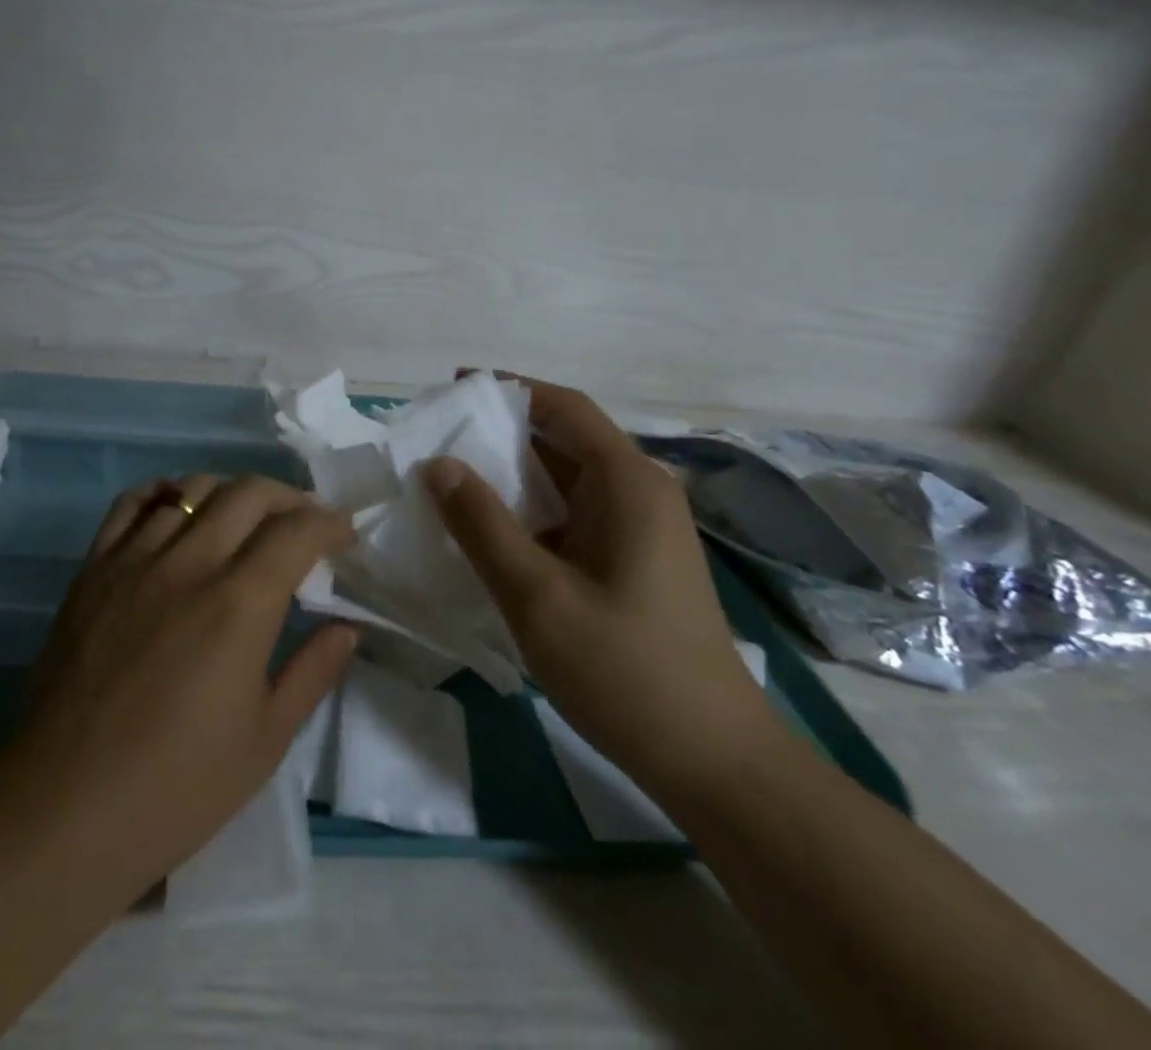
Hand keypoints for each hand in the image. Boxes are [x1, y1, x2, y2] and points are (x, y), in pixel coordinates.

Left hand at [0, 475, 358, 903]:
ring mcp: (135, 560)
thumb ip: (313, 672)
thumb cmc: (176, 787)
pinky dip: (164, 492)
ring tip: (245, 518)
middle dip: (289, 497)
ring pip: (192, 489)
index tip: (344, 534)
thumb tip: (347, 627)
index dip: (329, 523)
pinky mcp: (94, 569)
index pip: (296, 531)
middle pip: (248, 493)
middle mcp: (189, 564)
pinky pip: (130, 504)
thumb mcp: (265, 741)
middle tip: (303, 523)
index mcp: (239, 604)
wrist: (63, 807)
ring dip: (231, 493)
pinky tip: (177, 507)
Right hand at [423, 378, 780, 801]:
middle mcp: (638, 492)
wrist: (714, 763)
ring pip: (564, 481)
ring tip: (447, 481)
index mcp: (627, 483)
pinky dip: (528, 512)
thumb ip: (482, 525)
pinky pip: (572, 516)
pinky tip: (487, 532)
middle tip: (436, 439)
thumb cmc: (626, 671)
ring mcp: (638, 529)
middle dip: (499, 433)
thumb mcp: (537, 596)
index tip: (452, 388)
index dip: (508, 389)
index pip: (563, 407)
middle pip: (563, 439)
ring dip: (510, 476)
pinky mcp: (631, 561)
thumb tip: (438, 463)